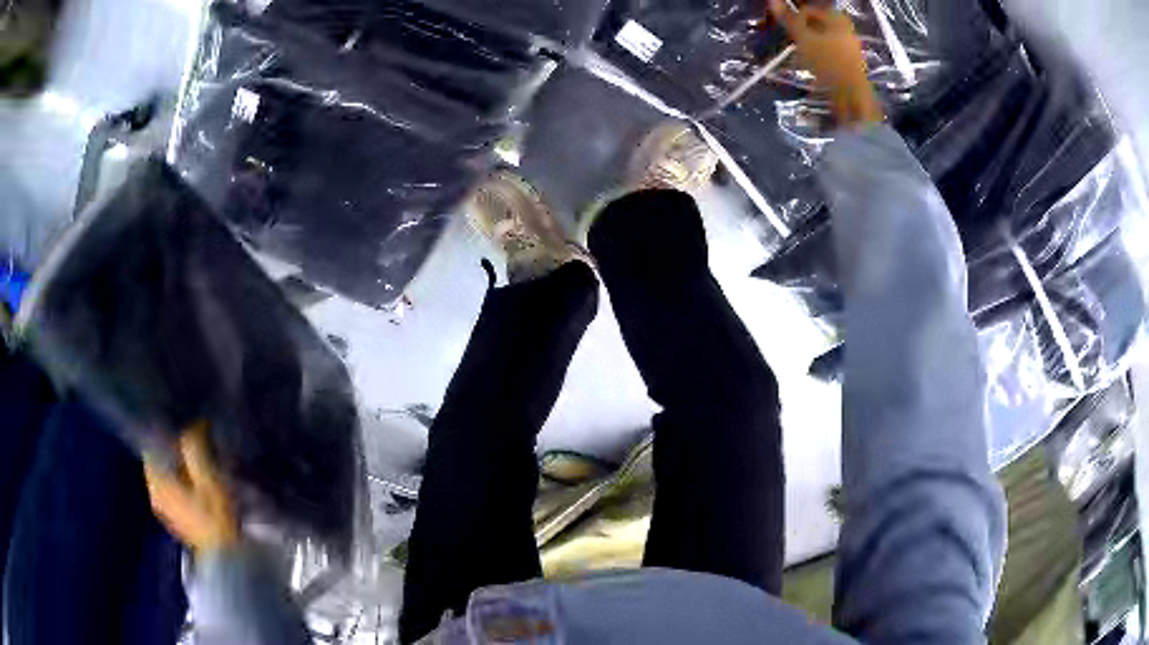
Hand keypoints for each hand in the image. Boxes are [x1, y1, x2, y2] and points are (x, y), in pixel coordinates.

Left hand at [144, 422, 239, 552]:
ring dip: (177, 465)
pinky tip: (196, 481)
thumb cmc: (216, 518)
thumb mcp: (209, 479)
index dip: (165, 431)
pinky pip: (171, 489)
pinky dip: (180, 480)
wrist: (226, 560)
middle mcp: (154, 492)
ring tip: (196, 458)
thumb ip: (195, 449)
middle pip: (158, 459)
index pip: (152, 444)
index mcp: (157, 481)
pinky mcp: (174, 518)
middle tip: (193, 438)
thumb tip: (192, 423)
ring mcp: (163, 508)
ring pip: (164, 474)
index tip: (181, 423)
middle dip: (172, 448)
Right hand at [769, 0, 882, 126]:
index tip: (786, 32)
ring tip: (801, 56)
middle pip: (816, 24)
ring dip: (809, 44)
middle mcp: (845, 28)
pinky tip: (814, 66)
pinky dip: (819, 55)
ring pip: (822, 38)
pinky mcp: (850, 61)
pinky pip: (829, 51)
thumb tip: (772, 1)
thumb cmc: (828, 62)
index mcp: (836, 18)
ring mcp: (850, 45)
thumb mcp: (803, 38)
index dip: (794, 19)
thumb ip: (788, 19)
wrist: (853, 95)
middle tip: (793, 43)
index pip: (808, 10)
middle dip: (802, 32)